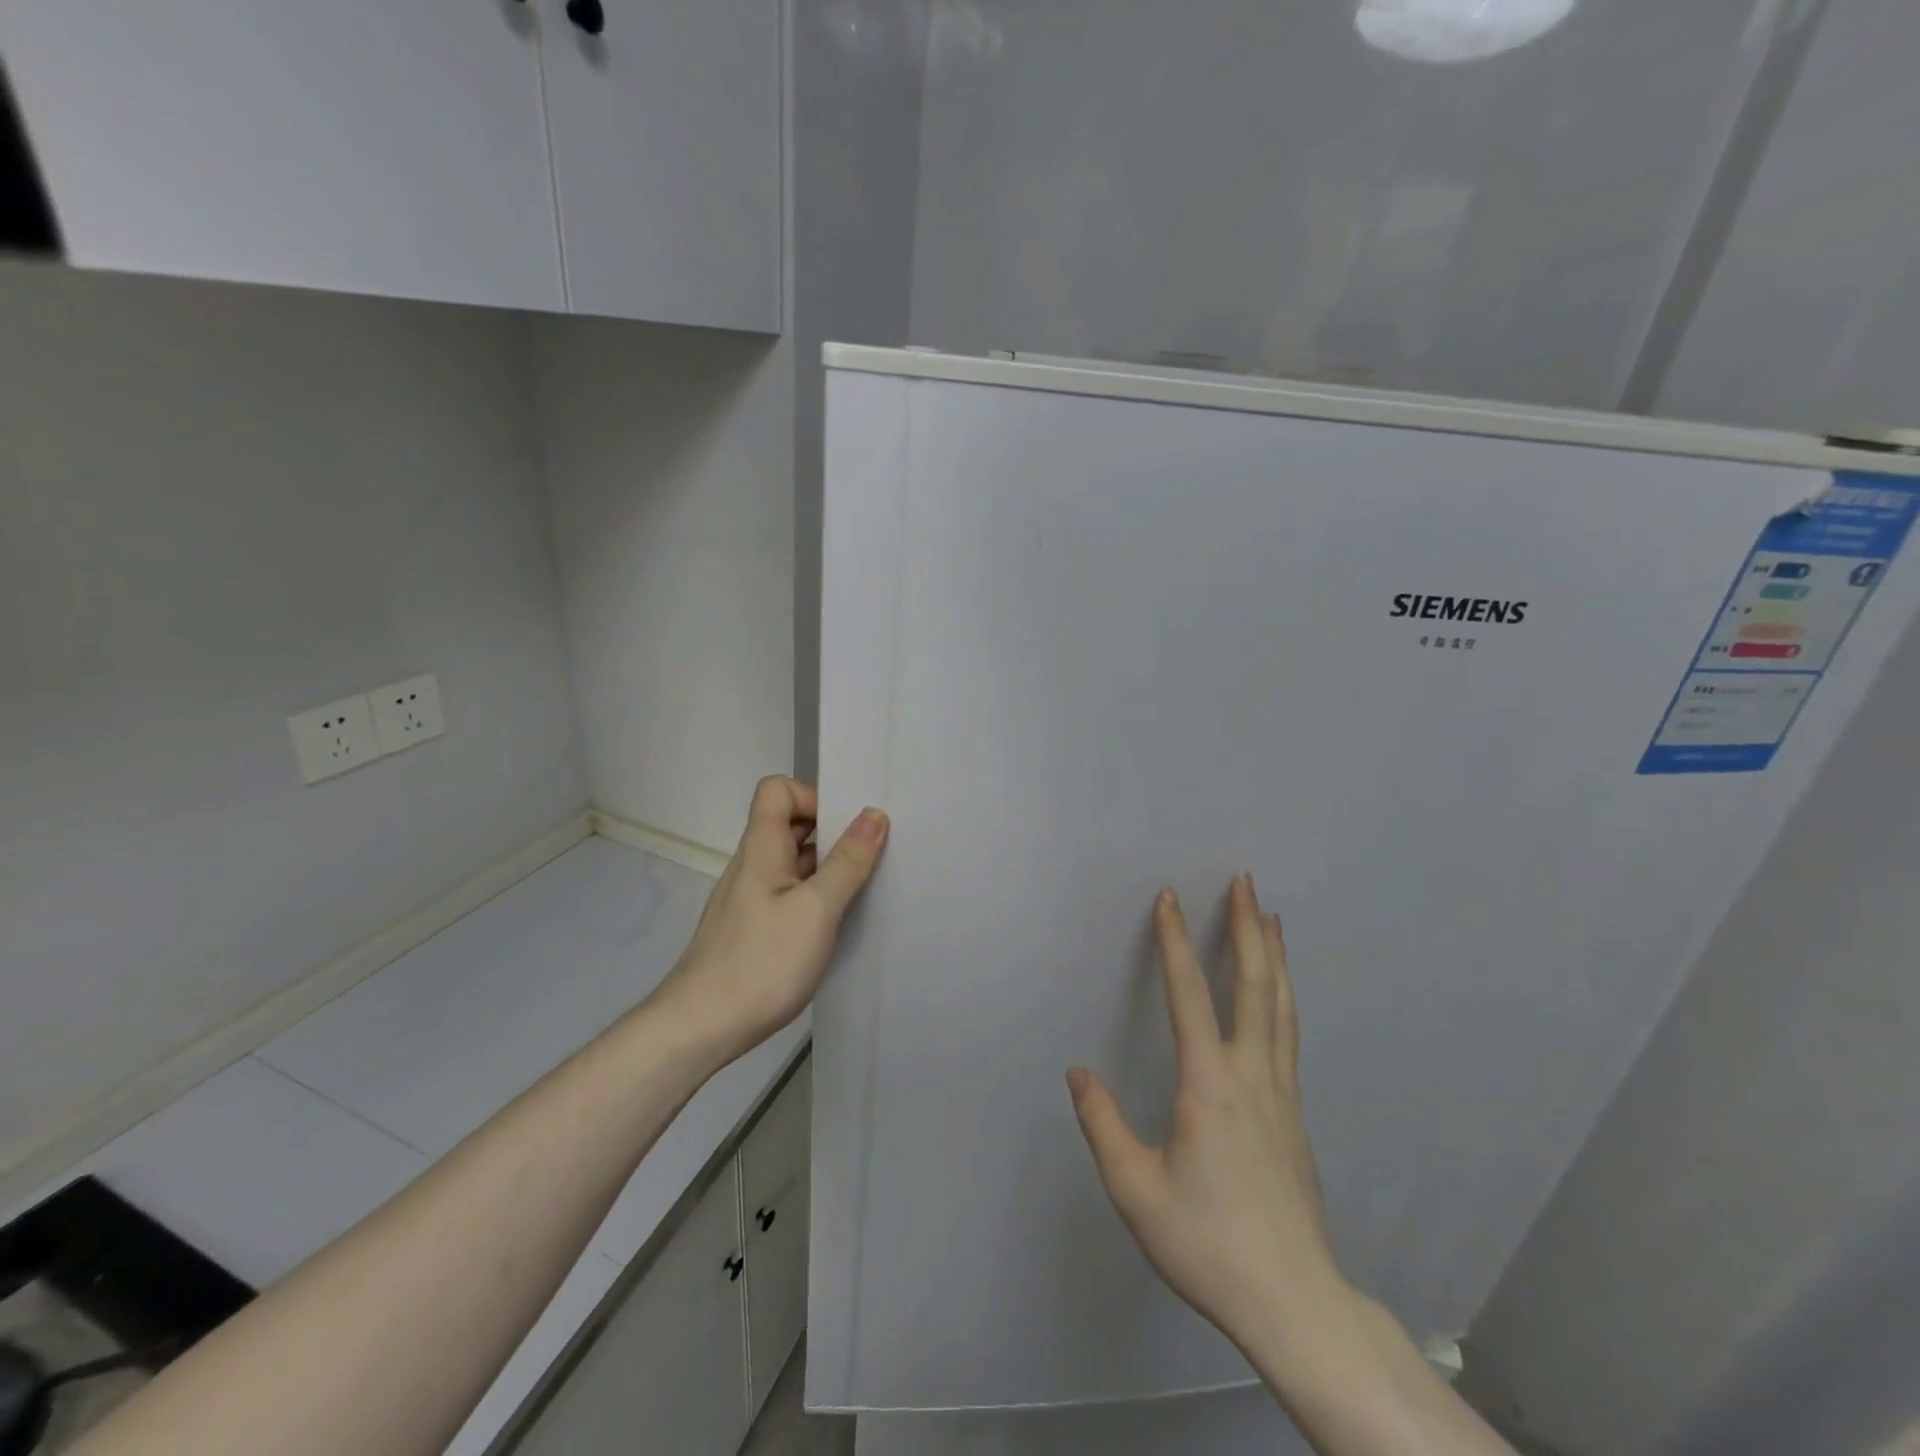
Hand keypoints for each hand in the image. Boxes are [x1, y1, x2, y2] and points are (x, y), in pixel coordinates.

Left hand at [653, 776, 887, 1066]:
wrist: (701, 1028)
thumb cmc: (761, 962)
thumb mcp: (816, 909)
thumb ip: (847, 861)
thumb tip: (874, 814)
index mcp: (762, 848)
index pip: (778, 790)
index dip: (813, 796)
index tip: (847, 827)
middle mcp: (754, 865)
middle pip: (791, 825)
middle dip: (832, 832)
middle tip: (871, 855)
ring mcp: (752, 898)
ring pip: (794, 862)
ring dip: (829, 868)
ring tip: (865, 889)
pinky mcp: (755, 928)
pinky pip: (791, 894)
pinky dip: (817, 897)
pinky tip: (838, 925)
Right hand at [1067, 875, 1346, 1355]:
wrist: (1295, 1303)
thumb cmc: (1208, 1243)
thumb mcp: (1136, 1190)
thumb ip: (1102, 1124)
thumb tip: (1078, 1071)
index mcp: (1210, 1085)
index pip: (1190, 995)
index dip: (1176, 942)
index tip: (1170, 898)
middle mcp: (1252, 1075)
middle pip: (1255, 985)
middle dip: (1247, 927)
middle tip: (1245, 882)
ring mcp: (1282, 1093)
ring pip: (1281, 1007)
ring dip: (1274, 955)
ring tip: (1271, 917)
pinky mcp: (1295, 1115)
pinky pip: (1287, 1035)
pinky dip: (1283, 996)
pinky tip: (1278, 995)